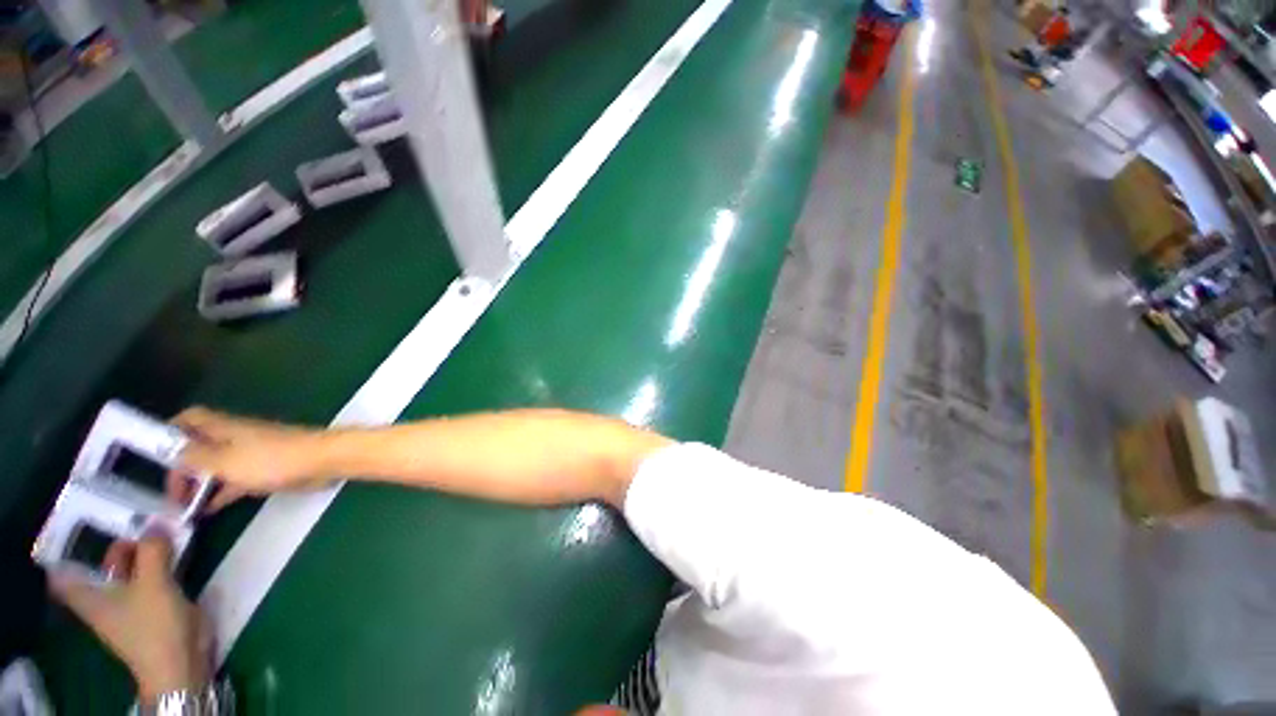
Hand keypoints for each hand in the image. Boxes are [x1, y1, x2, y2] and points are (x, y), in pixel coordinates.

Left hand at [49, 533, 209, 704]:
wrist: (180, 661)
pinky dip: (158, 561)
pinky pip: (149, 575)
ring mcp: (129, 602)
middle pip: (102, 563)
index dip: (69, 549)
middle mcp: (103, 597)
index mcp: (89, 596)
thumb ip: (152, 550)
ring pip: (130, 568)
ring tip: (161, 525)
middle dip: (119, 540)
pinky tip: (174, 548)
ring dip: (143, 549)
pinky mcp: (151, 605)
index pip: (63, 571)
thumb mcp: (153, 582)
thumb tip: (154, 523)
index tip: (84, 524)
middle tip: (139, 513)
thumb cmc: (153, 624)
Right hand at [169, 406, 325, 511]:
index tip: (151, 454)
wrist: (322, 461)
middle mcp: (234, 438)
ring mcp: (251, 455)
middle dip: (181, 469)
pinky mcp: (266, 470)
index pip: (190, 419)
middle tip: (170, 496)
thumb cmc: (271, 458)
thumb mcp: (224, 460)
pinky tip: (206, 512)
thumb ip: (194, 456)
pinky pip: (235, 482)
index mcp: (223, 428)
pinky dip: (220, 494)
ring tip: (182, 509)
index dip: (169, 431)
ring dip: (199, 485)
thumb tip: (170, 450)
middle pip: (199, 448)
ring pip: (216, 467)